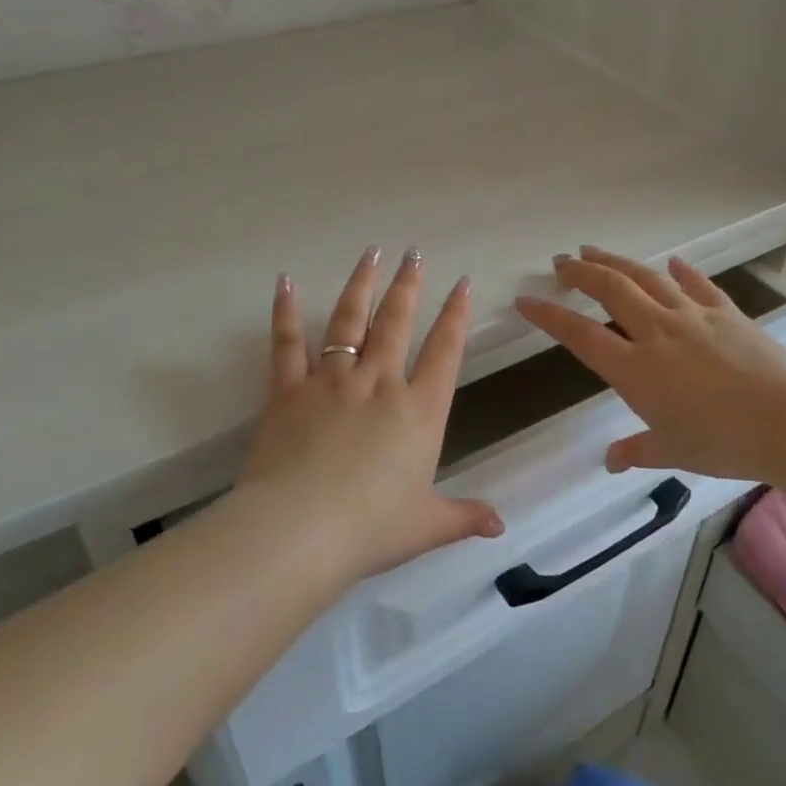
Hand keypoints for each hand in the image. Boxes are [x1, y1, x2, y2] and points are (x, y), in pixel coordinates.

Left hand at [234, 247, 503, 581]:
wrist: (300, 531)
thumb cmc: (371, 529)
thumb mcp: (426, 526)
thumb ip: (464, 517)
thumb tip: (500, 527)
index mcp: (419, 411)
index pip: (445, 351)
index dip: (456, 315)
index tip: (463, 284)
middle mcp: (379, 384)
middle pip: (398, 322)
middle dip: (409, 285)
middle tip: (414, 253)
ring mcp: (332, 382)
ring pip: (350, 321)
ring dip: (362, 284)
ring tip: (372, 253)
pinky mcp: (289, 391)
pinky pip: (287, 344)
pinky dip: (286, 311)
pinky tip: (286, 281)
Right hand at [515, 246, 785, 481]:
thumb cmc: (723, 442)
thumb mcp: (673, 451)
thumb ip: (637, 450)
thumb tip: (611, 460)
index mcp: (636, 370)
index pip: (581, 335)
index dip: (549, 316)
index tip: (526, 300)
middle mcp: (657, 333)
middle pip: (611, 290)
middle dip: (581, 273)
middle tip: (561, 261)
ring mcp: (693, 317)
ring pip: (647, 278)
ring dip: (618, 262)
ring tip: (596, 251)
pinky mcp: (727, 312)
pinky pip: (698, 284)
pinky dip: (682, 271)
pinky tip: (673, 262)